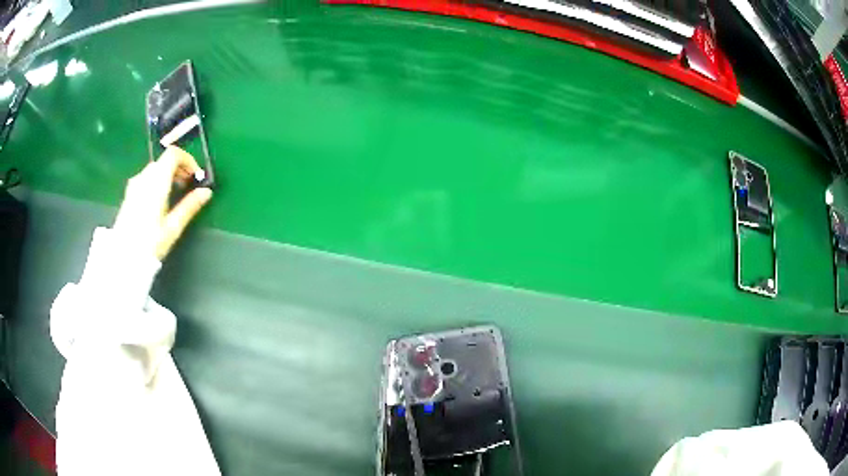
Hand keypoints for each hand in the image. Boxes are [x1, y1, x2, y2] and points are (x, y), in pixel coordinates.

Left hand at [114, 146, 212, 260]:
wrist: (123, 256)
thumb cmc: (150, 242)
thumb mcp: (173, 227)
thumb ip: (190, 206)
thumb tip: (207, 192)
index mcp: (157, 181)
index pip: (174, 154)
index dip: (188, 160)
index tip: (196, 175)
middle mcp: (145, 177)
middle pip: (165, 160)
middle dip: (180, 168)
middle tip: (188, 185)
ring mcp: (135, 184)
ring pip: (155, 168)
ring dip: (169, 174)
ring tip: (176, 193)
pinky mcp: (130, 193)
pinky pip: (147, 177)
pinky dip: (158, 180)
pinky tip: (160, 199)